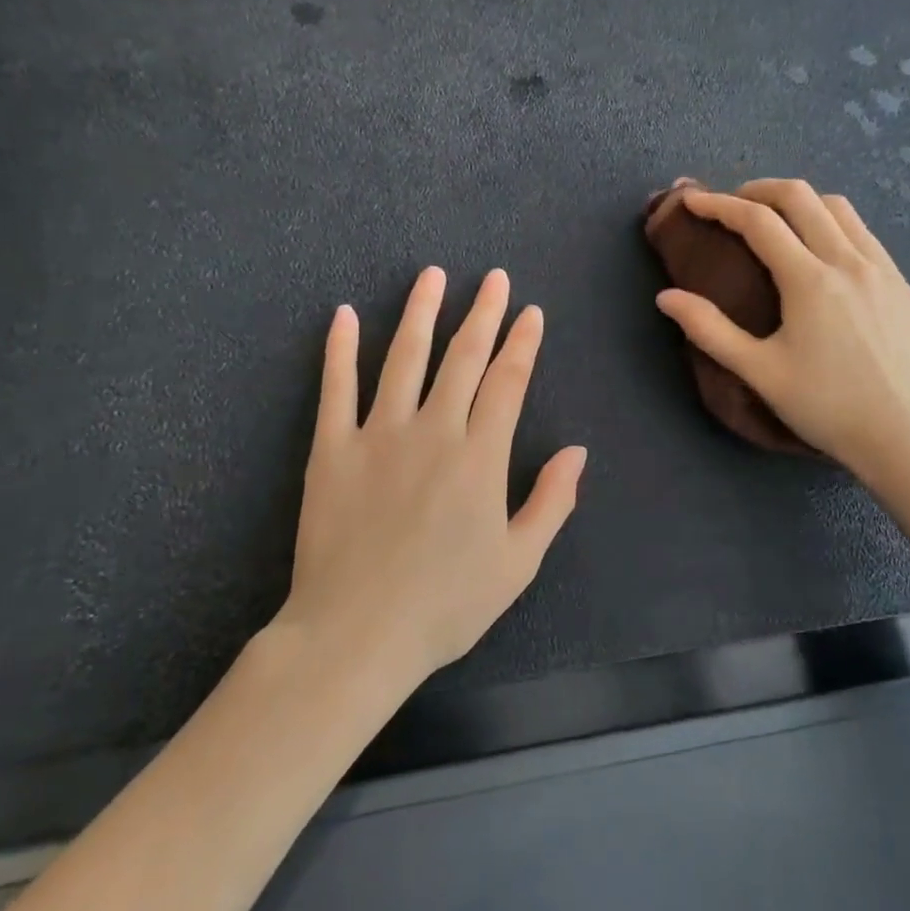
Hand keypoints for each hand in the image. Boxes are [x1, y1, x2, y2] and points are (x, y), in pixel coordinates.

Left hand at [280, 267, 586, 685]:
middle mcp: (433, 430)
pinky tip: (343, 314)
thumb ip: (551, 501)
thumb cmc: (445, 605)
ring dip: (420, 312)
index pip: (508, 381)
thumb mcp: (518, 564)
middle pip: (463, 357)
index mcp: (480, 456)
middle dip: (482, 313)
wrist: (356, 634)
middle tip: (493, 277)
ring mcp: (378, 434)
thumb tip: (578, 450)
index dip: (522, 343)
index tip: (530, 313)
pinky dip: (338, 349)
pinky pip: (336, 388)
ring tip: (431, 275)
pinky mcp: (331, 448)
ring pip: (403, 357)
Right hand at [654, 179, 909, 482]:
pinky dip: (832, 223)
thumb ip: (709, 330)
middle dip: (759, 189)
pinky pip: (863, 233)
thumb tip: (666, 297)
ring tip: (775, 219)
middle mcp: (849, 261)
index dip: (720, 205)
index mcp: (810, 281)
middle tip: (732, 204)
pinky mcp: (902, 284)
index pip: (758, 221)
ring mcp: (882, 269)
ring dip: (799, 201)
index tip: (694, 201)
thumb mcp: (758, 371)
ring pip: (838, 207)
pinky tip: (820, 250)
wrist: (898, 436)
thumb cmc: (822, 406)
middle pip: (801, 196)